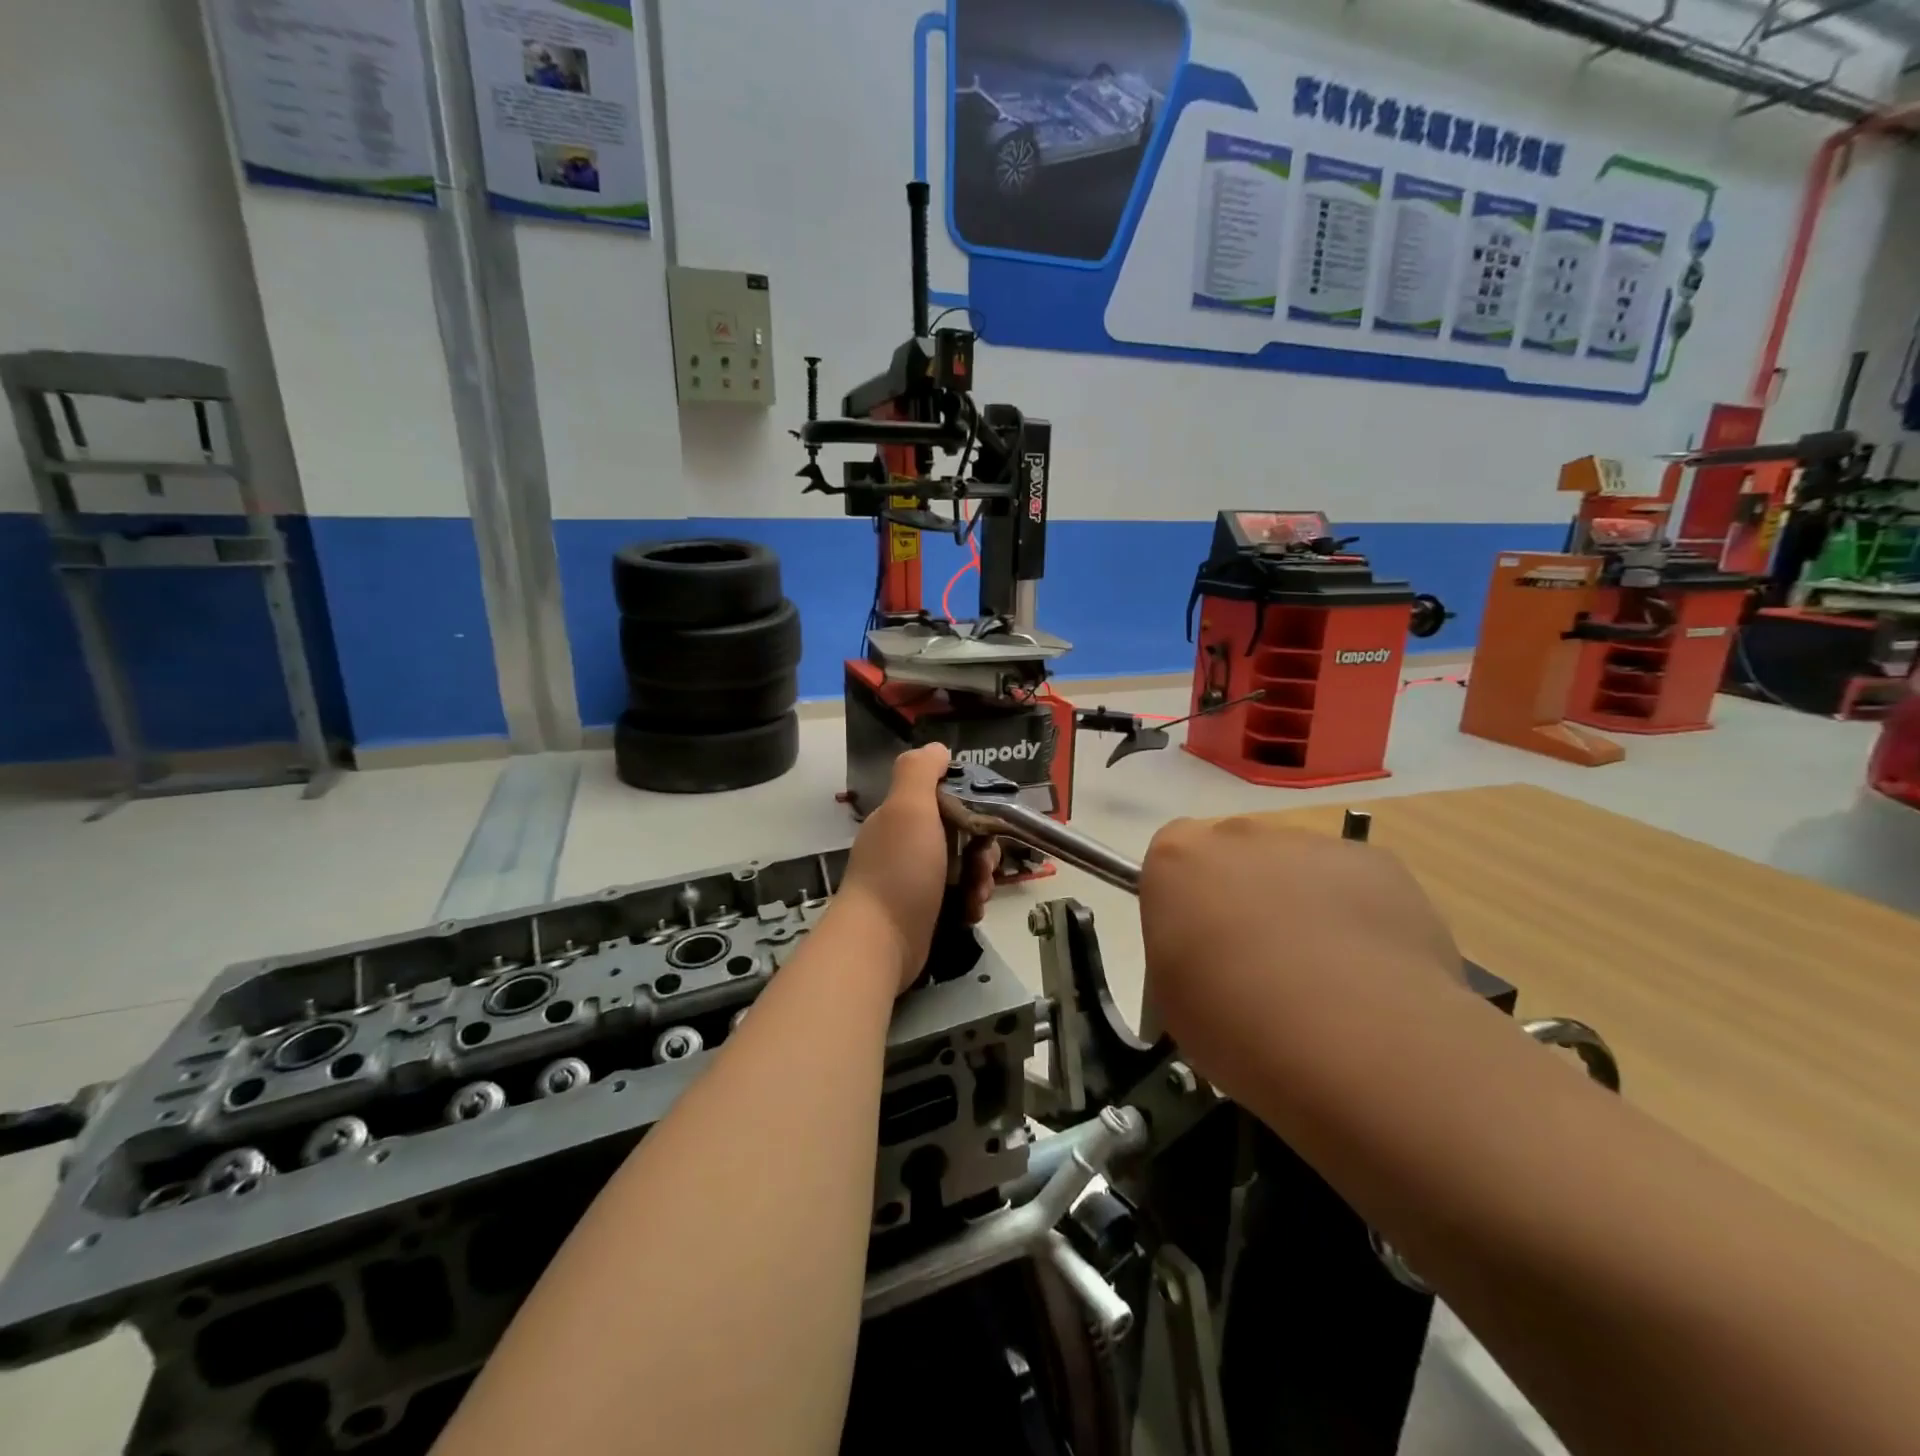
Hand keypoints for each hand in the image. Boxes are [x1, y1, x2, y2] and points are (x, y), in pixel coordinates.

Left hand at [838, 744, 1000, 992]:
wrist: (880, 942)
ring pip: (964, 867)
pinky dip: (970, 902)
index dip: (973, 806)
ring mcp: (913, 879)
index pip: (946, 797)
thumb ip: (920, 771)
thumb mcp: (908, 808)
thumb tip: (937, 748)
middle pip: (961, 834)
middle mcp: (906, 843)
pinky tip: (971, 912)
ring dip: (981, 878)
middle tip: (983, 866)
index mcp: (902, 816)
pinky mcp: (924, 911)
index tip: (986, 822)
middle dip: (983, 849)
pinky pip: (959, 897)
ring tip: (978, 895)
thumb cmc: (900, 870)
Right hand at [1140, 816, 1459, 1096]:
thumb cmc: (1234, 1021)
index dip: (1188, 897)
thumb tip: (1210, 951)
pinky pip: (1356, 883)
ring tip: (1327, 976)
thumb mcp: (1170, 992)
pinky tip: (1373, 971)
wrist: (1355, 1039)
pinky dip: (1359, 916)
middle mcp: (1240, 835)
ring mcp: (1312, 843)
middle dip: (1245, 893)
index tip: (1200, 943)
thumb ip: (1181, 946)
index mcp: (1177, 858)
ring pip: (1298, 867)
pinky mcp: (1377, 863)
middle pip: (1236, 853)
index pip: (1172, 855)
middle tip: (1261, 961)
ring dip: (1303, 903)